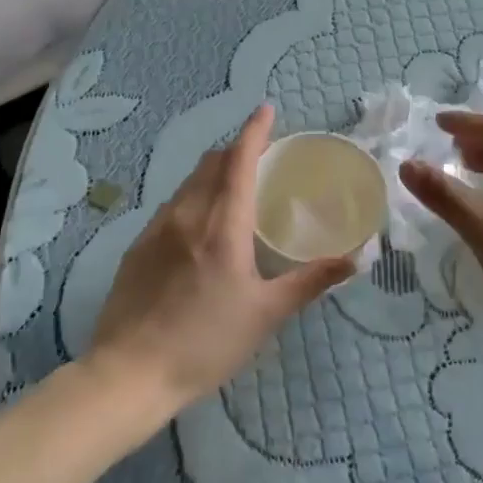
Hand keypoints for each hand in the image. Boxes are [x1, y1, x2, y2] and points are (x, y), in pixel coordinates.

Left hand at [87, 104, 354, 420]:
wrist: (129, 373)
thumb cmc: (206, 343)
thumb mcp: (266, 314)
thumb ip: (310, 281)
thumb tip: (354, 258)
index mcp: (222, 225)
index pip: (239, 161)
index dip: (254, 131)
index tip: (266, 109)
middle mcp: (187, 215)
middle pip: (211, 163)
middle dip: (235, 150)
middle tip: (259, 156)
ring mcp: (156, 229)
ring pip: (188, 183)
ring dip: (213, 173)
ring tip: (233, 188)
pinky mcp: (137, 247)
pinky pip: (171, 206)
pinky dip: (193, 198)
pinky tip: (199, 225)